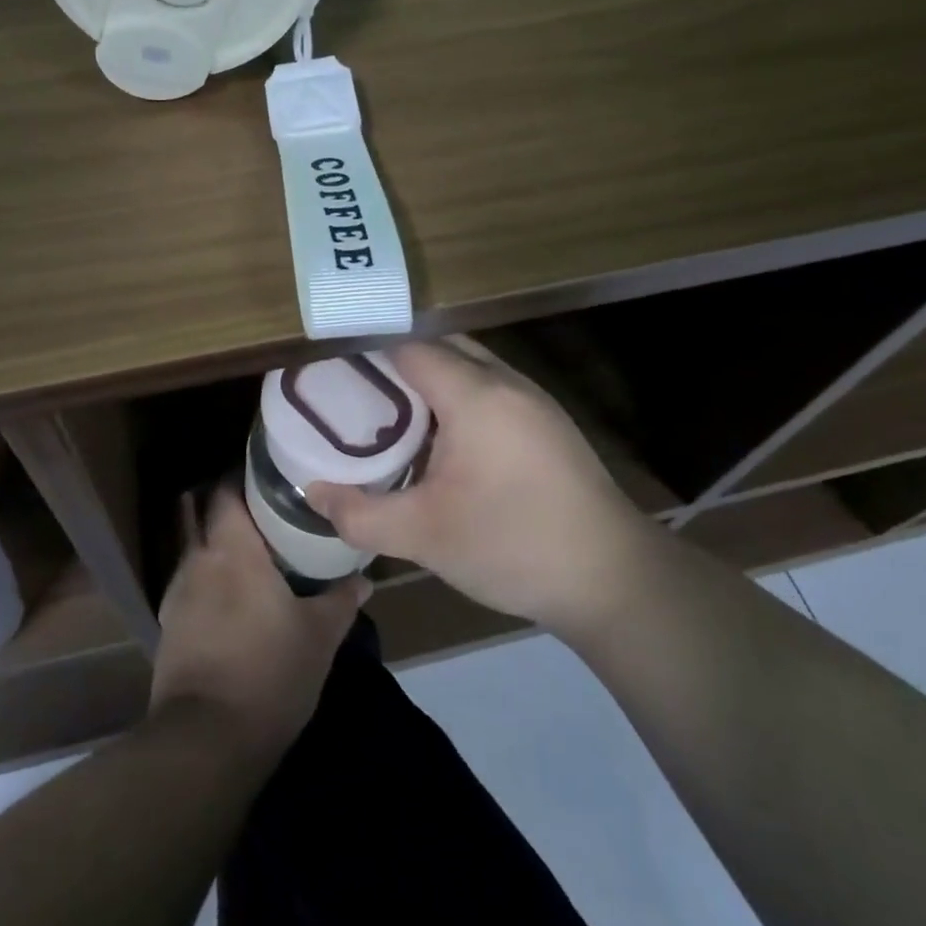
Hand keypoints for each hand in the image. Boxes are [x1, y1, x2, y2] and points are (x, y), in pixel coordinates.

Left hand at [150, 482, 369, 761]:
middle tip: (266, 513)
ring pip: (195, 551)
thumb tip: (365, 580)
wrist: (206, 740)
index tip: (270, 477)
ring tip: (251, 556)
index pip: (225, 491)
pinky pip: (190, 586)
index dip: (243, 478)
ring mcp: (176, 594)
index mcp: (232, 550)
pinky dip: (208, 580)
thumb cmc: (270, 672)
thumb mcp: (319, 636)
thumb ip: (341, 600)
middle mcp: (197, 560)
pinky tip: (231, 600)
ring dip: (216, 546)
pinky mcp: (168, 627)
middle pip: (203, 515)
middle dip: (228, 508)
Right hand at [306, 339, 653, 633]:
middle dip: (394, 359)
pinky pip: (489, 388)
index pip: (409, 346)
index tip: (330, 364)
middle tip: (352, 388)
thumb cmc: (512, 545)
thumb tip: (312, 492)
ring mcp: (533, 400)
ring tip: (386, 408)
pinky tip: (439, 436)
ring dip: (428, 378)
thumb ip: (360, 513)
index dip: (367, 348)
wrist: (613, 579)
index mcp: (474, 394)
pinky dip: (456, 395)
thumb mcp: (424, 535)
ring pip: (469, 366)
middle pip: (441, 346)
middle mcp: (505, 382)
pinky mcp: (547, 423)